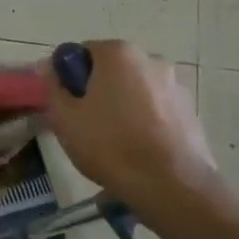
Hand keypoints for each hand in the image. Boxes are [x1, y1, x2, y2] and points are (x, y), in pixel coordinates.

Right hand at [41, 41, 216, 213]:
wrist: (172, 186)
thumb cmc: (110, 145)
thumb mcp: (66, 118)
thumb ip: (54, 87)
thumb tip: (48, 66)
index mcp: (118, 54)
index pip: (81, 53)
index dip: (68, 76)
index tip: (64, 103)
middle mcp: (151, 60)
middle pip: (111, 69)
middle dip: (96, 89)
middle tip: (84, 121)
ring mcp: (175, 85)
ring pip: (135, 89)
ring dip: (122, 104)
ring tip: (113, 139)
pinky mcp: (190, 111)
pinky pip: (156, 108)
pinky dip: (144, 119)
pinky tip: (137, 147)